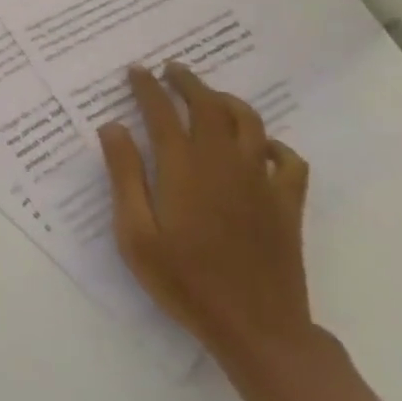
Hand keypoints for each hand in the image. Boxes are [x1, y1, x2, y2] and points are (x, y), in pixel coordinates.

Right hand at [97, 62, 313, 364]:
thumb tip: (113, 127)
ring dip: (227, 101)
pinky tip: (260, 147)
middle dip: (188, 82)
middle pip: (209, 105)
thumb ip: (124, 176)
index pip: (162, 112)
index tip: (136, 70)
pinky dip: (273, 144)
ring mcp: (260, 182)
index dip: (147, 87)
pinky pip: (288, 160)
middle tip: (171, 70)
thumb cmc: (185, 282)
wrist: (257, 331)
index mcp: (183, 168)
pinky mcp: (287, 204)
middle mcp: (222, 163)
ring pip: (249, 123)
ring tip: (210, 97)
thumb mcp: (136, 234)